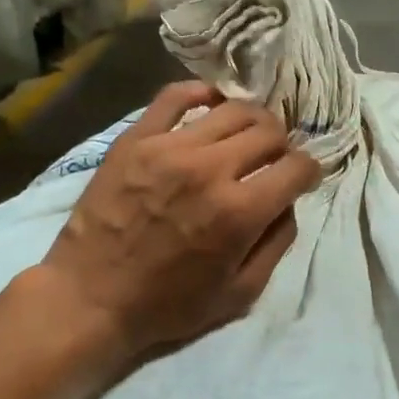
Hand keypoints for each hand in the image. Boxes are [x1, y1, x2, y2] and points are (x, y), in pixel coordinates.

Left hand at [37, 83, 319, 374]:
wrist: (89, 298)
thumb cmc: (168, 304)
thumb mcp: (240, 293)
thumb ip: (277, 242)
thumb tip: (289, 200)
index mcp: (240, 212)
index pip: (297, 167)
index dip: (309, 171)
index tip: (301, 178)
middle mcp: (211, 170)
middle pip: (269, 130)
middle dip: (282, 144)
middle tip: (272, 158)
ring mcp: (170, 148)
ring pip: (232, 109)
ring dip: (251, 120)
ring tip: (244, 136)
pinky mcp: (136, 139)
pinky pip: (175, 96)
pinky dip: (200, 94)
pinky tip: (209, 106)